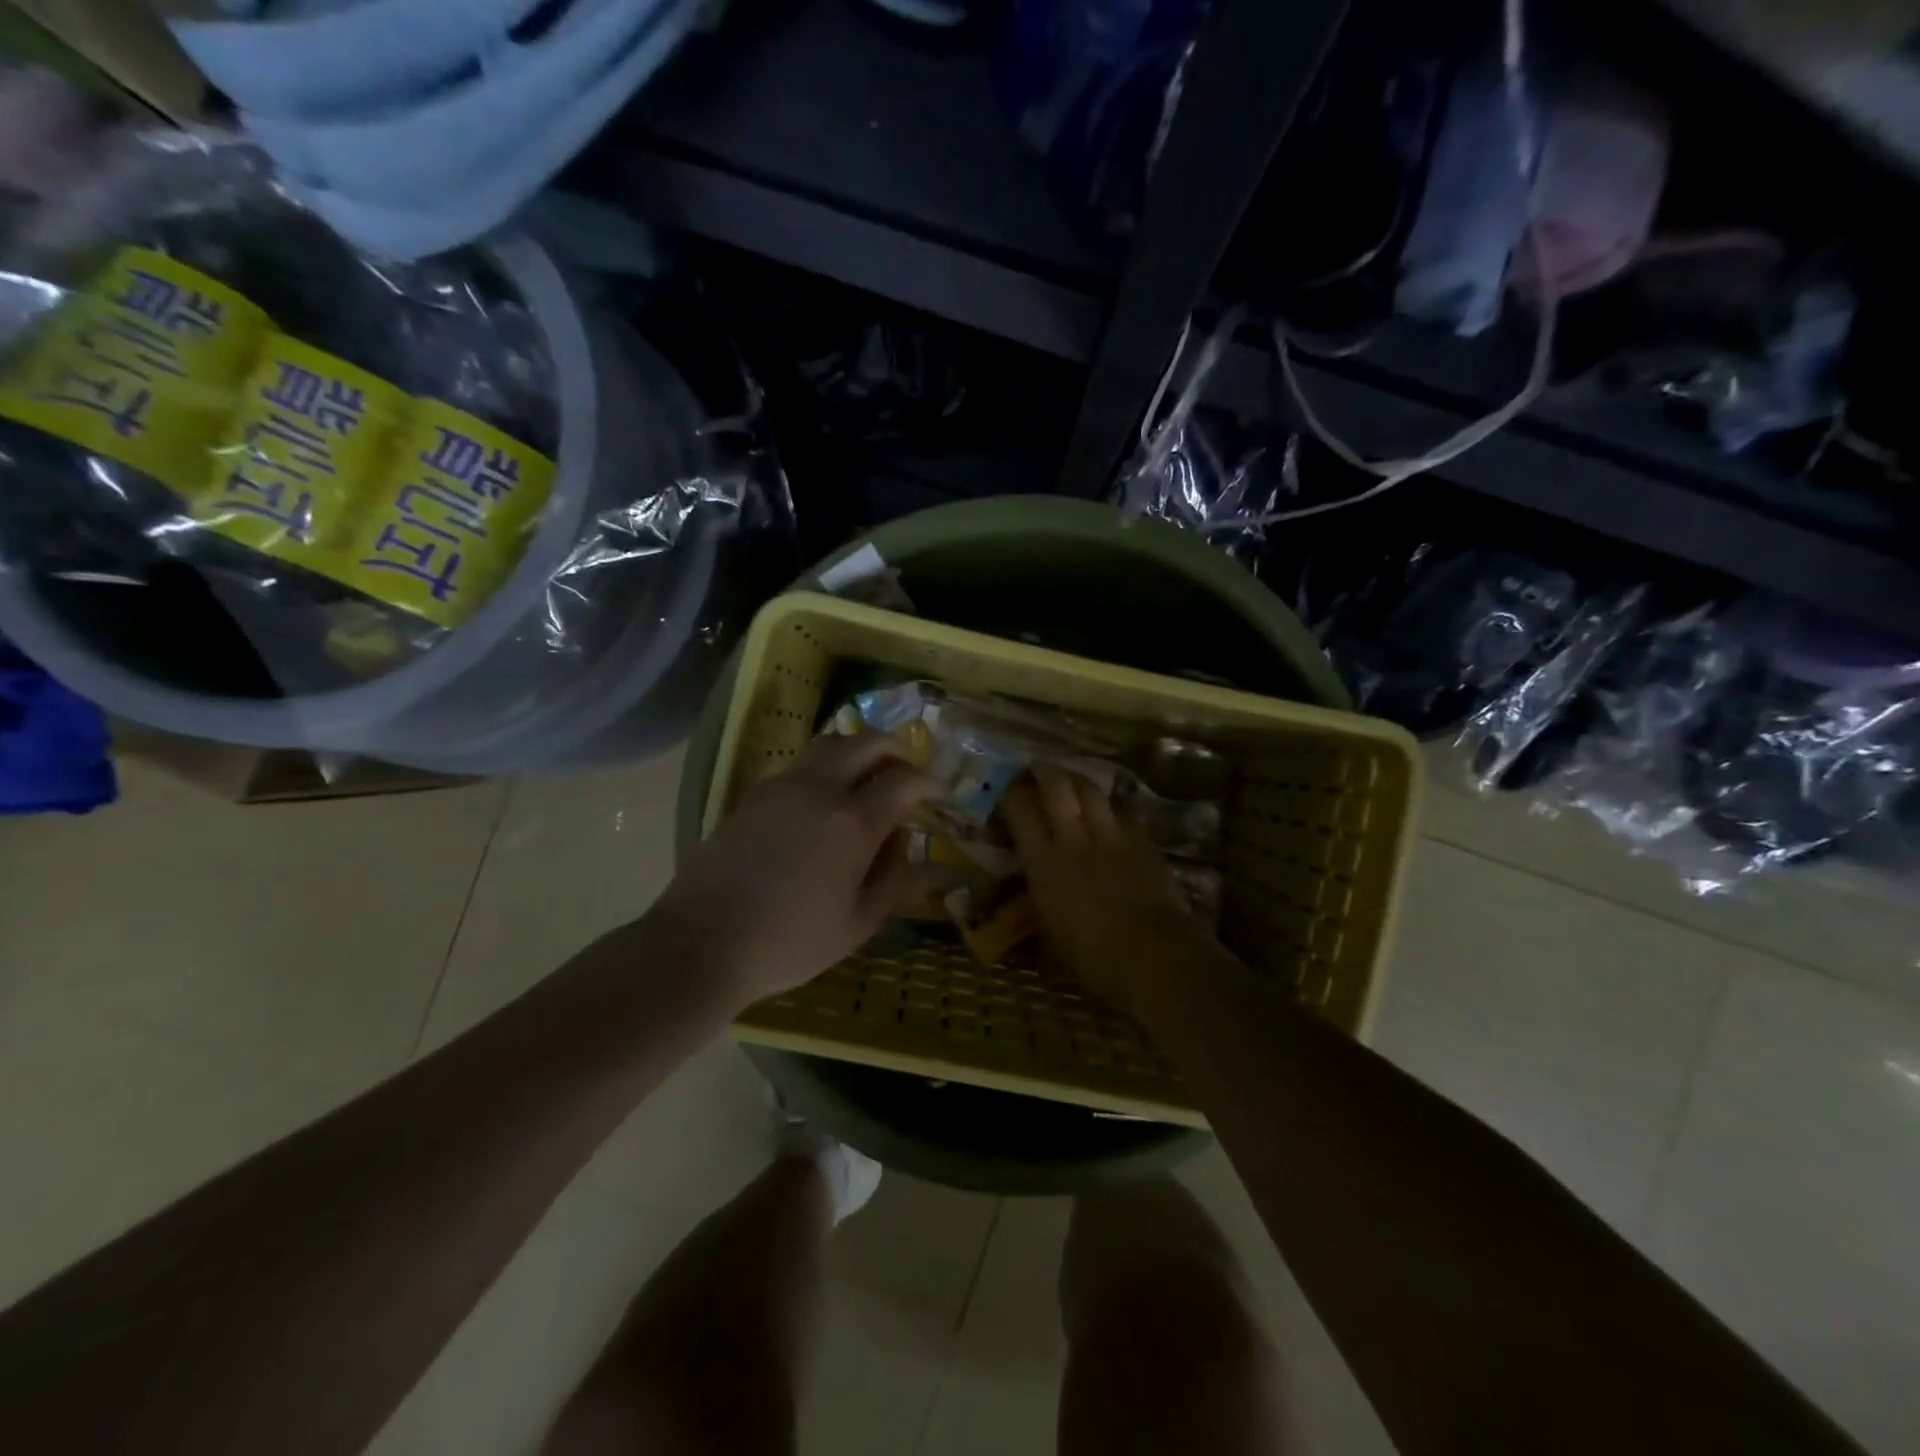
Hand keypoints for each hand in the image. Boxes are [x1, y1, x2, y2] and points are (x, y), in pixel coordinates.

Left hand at [654, 732, 937, 1009]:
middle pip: (866, 743)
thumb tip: (908, 840)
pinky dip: (826, 765)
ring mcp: (782, 786)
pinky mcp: (753, 794)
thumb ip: (893, 878)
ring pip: (830, 744)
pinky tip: (826, 796)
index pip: (904, 781)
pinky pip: (801, 764)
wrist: (702, 942)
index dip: (929, 782)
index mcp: (852, 822)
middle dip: (896, 749)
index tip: (940, 793)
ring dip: (859, 749)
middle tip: (909, 768)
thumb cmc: (789, 942)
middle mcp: (819, 790)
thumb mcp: (857, 924)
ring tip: (870, 773)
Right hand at [1001, 766, 1216, 1018]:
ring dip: (1079, 780)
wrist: (1155, 958)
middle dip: (1045, 771)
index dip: (1011, 794)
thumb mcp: (1050, 940)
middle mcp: (1074, 839)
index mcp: (1044, 864)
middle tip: (1037, 768)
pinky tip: (1113, 808)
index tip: (1006, 790)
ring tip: (1072, 778)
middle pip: (1057, 786)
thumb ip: (1038, 911)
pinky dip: (1115, 805)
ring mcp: (1112, 836)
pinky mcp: (1144, 842)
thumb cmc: (1093, 960)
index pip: (1020, 811)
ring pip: (1092, 790)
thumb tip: (1029, 905)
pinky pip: (1126, 810)